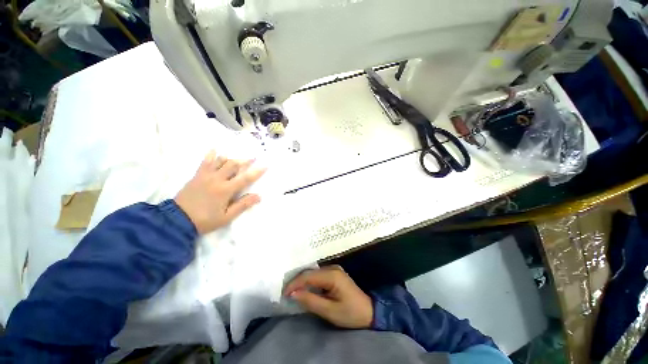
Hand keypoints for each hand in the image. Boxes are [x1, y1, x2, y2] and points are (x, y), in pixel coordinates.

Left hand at [174, 150, 265, 233]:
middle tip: (253, 156)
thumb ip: (242, 205)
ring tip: (238, 156)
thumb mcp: (226, 217)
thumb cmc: (205, 220)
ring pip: (221, 161)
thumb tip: (258, 196)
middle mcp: (217, 179)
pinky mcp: (197, 175)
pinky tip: (215, 149)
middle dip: (245, 160)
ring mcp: (206, 176)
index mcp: (225, 190)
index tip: (265, 165)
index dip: (256, 172)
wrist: (177, 220)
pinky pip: (205, 162)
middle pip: (233, 165)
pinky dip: (211, 155)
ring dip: (231, 157)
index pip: (245, 178)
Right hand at [284, 266, 372, 328]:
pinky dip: (310, 282)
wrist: (369, 312)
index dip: (294, 284)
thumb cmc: (350, 313)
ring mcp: (334, 269)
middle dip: (297, 282)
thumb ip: (311, 301)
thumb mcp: (330, 311)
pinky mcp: (335, 274)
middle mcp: (332, 268)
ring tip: (292, 292)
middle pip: (310, 272)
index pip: (308, 276)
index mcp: (332, 275)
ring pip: (313, 273)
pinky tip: (305, 289)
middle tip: (286, 294)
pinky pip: (318, 275)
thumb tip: (293, 294)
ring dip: (303, 282)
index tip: (283, 294)